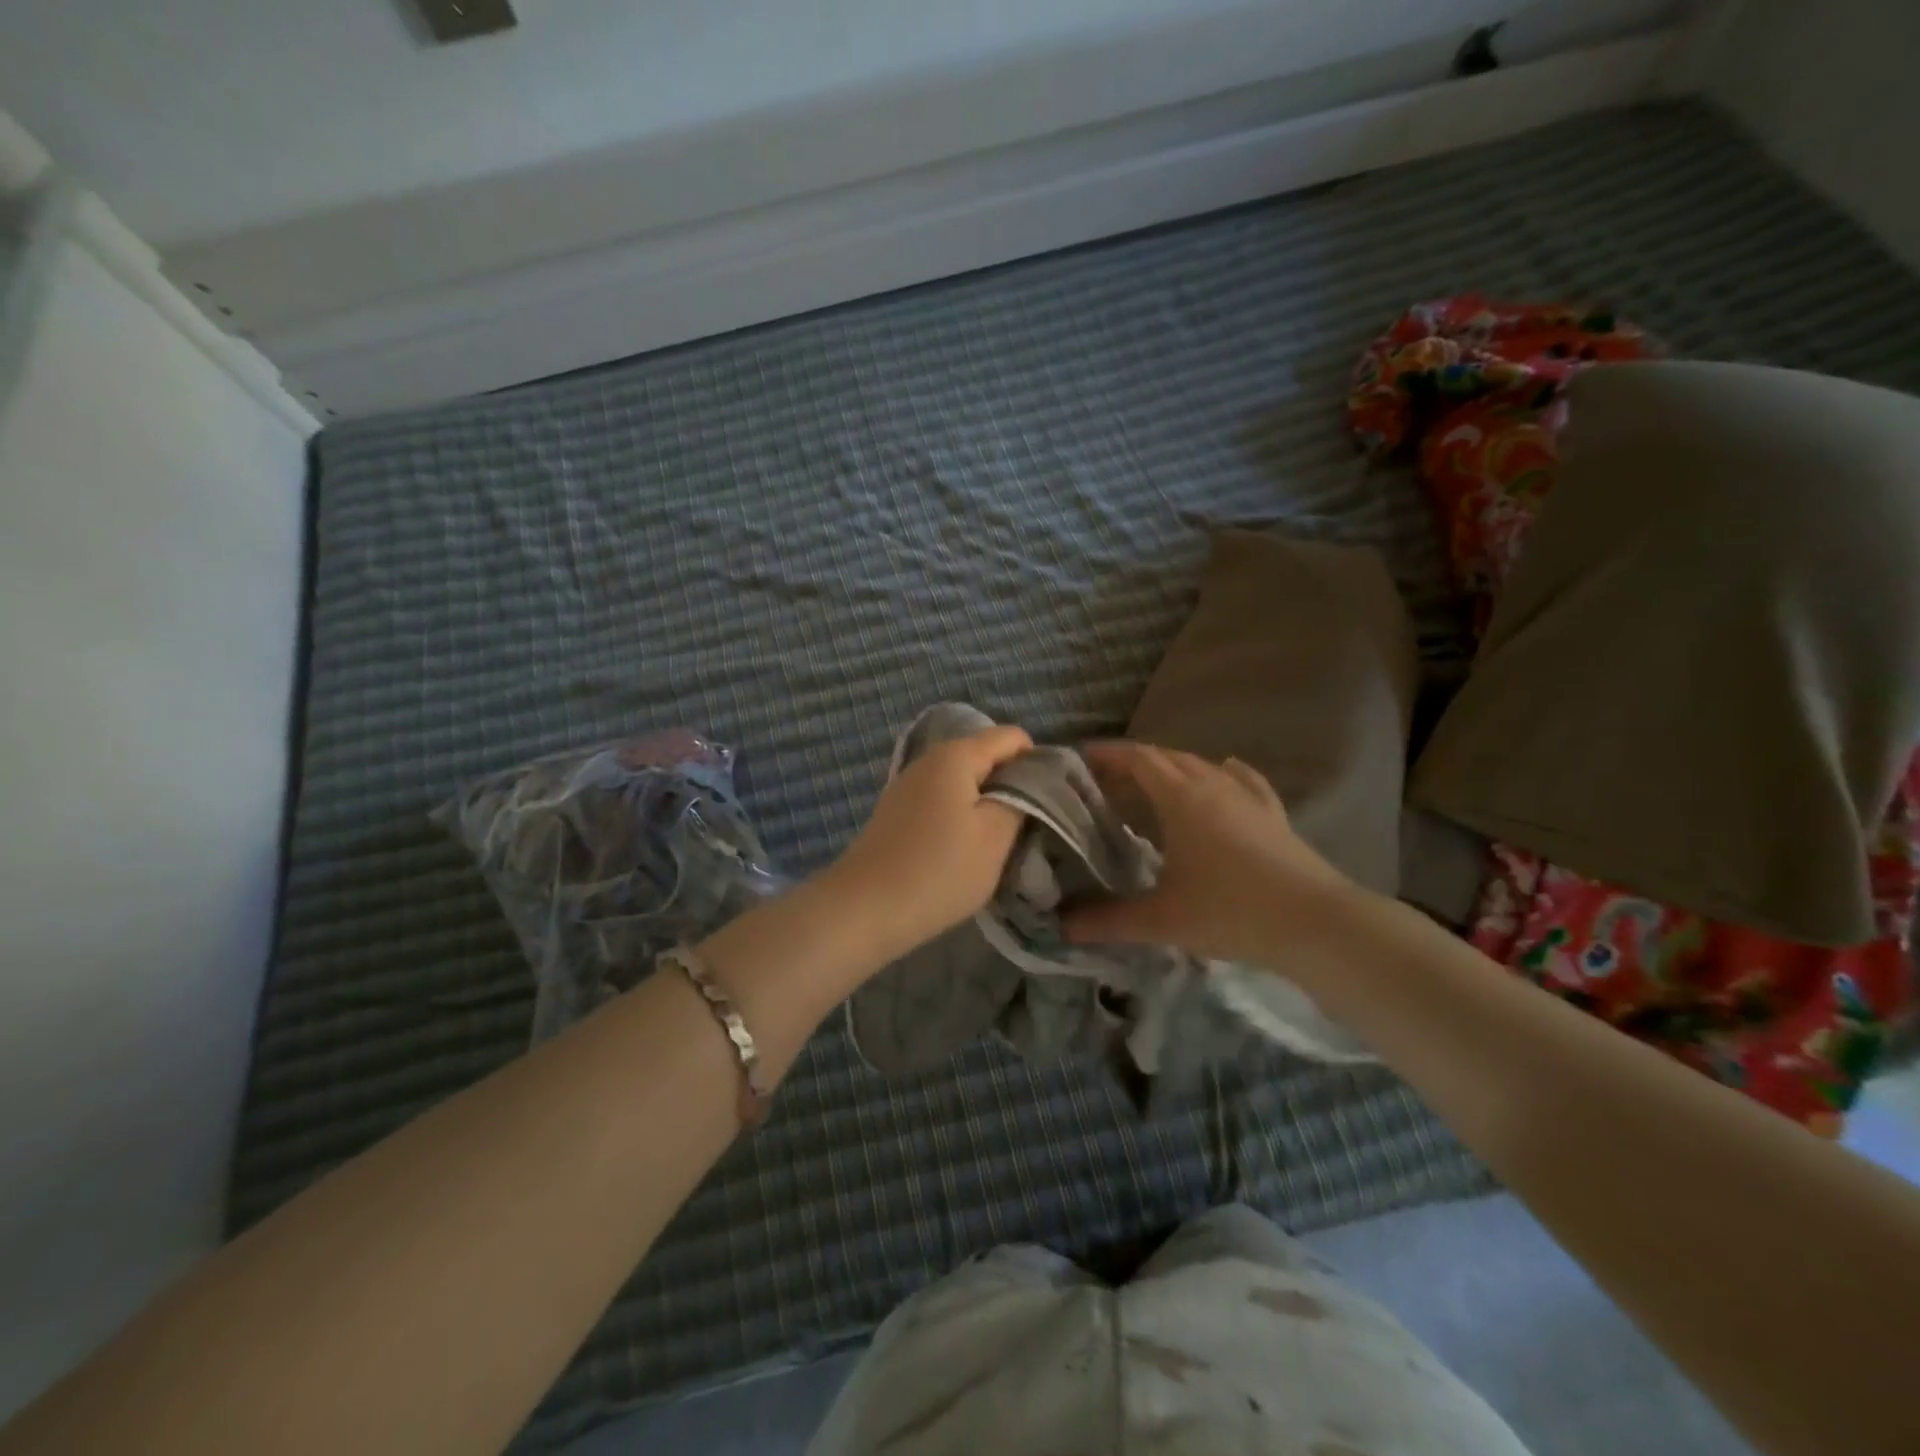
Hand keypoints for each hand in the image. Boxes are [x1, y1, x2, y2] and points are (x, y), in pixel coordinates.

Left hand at [823, 725, 1032, 965]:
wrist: (864, 909)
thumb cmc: (939, 870)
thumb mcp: (995, 837)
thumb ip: (1021, 800)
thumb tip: (1029, 782)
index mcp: (957, 754)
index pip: (1012, 737)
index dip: (1037, 763)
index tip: (1048, 803)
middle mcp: (929, 758)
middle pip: (986, 756)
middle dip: (1012, 785)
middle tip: (1027, 827)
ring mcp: (908, 784)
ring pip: (964, 781)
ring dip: (986, 805)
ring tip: (997, 843)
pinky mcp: (897, 811)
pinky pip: (942, 800)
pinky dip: (960, 817)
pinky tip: (962, 850)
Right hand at [1063, 742, 1356, 964]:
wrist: (1315, 923)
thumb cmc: (1230, 911)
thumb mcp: (1161, 920)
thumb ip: (1107, 920)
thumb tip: (1060, 927)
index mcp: (1181, 797)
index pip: (1137, 758)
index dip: (1107, 754)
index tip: (1080, 759)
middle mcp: (1212, 784)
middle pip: (1166, 757)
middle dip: (1132, 763)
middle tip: (1104, 782)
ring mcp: (1247, 796)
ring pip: (1201, 766)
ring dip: (1171, 769)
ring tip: (1150, 788)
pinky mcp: (1272, 813)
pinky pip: (1241, 780)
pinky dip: (1221, 773)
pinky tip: (1224, 772)